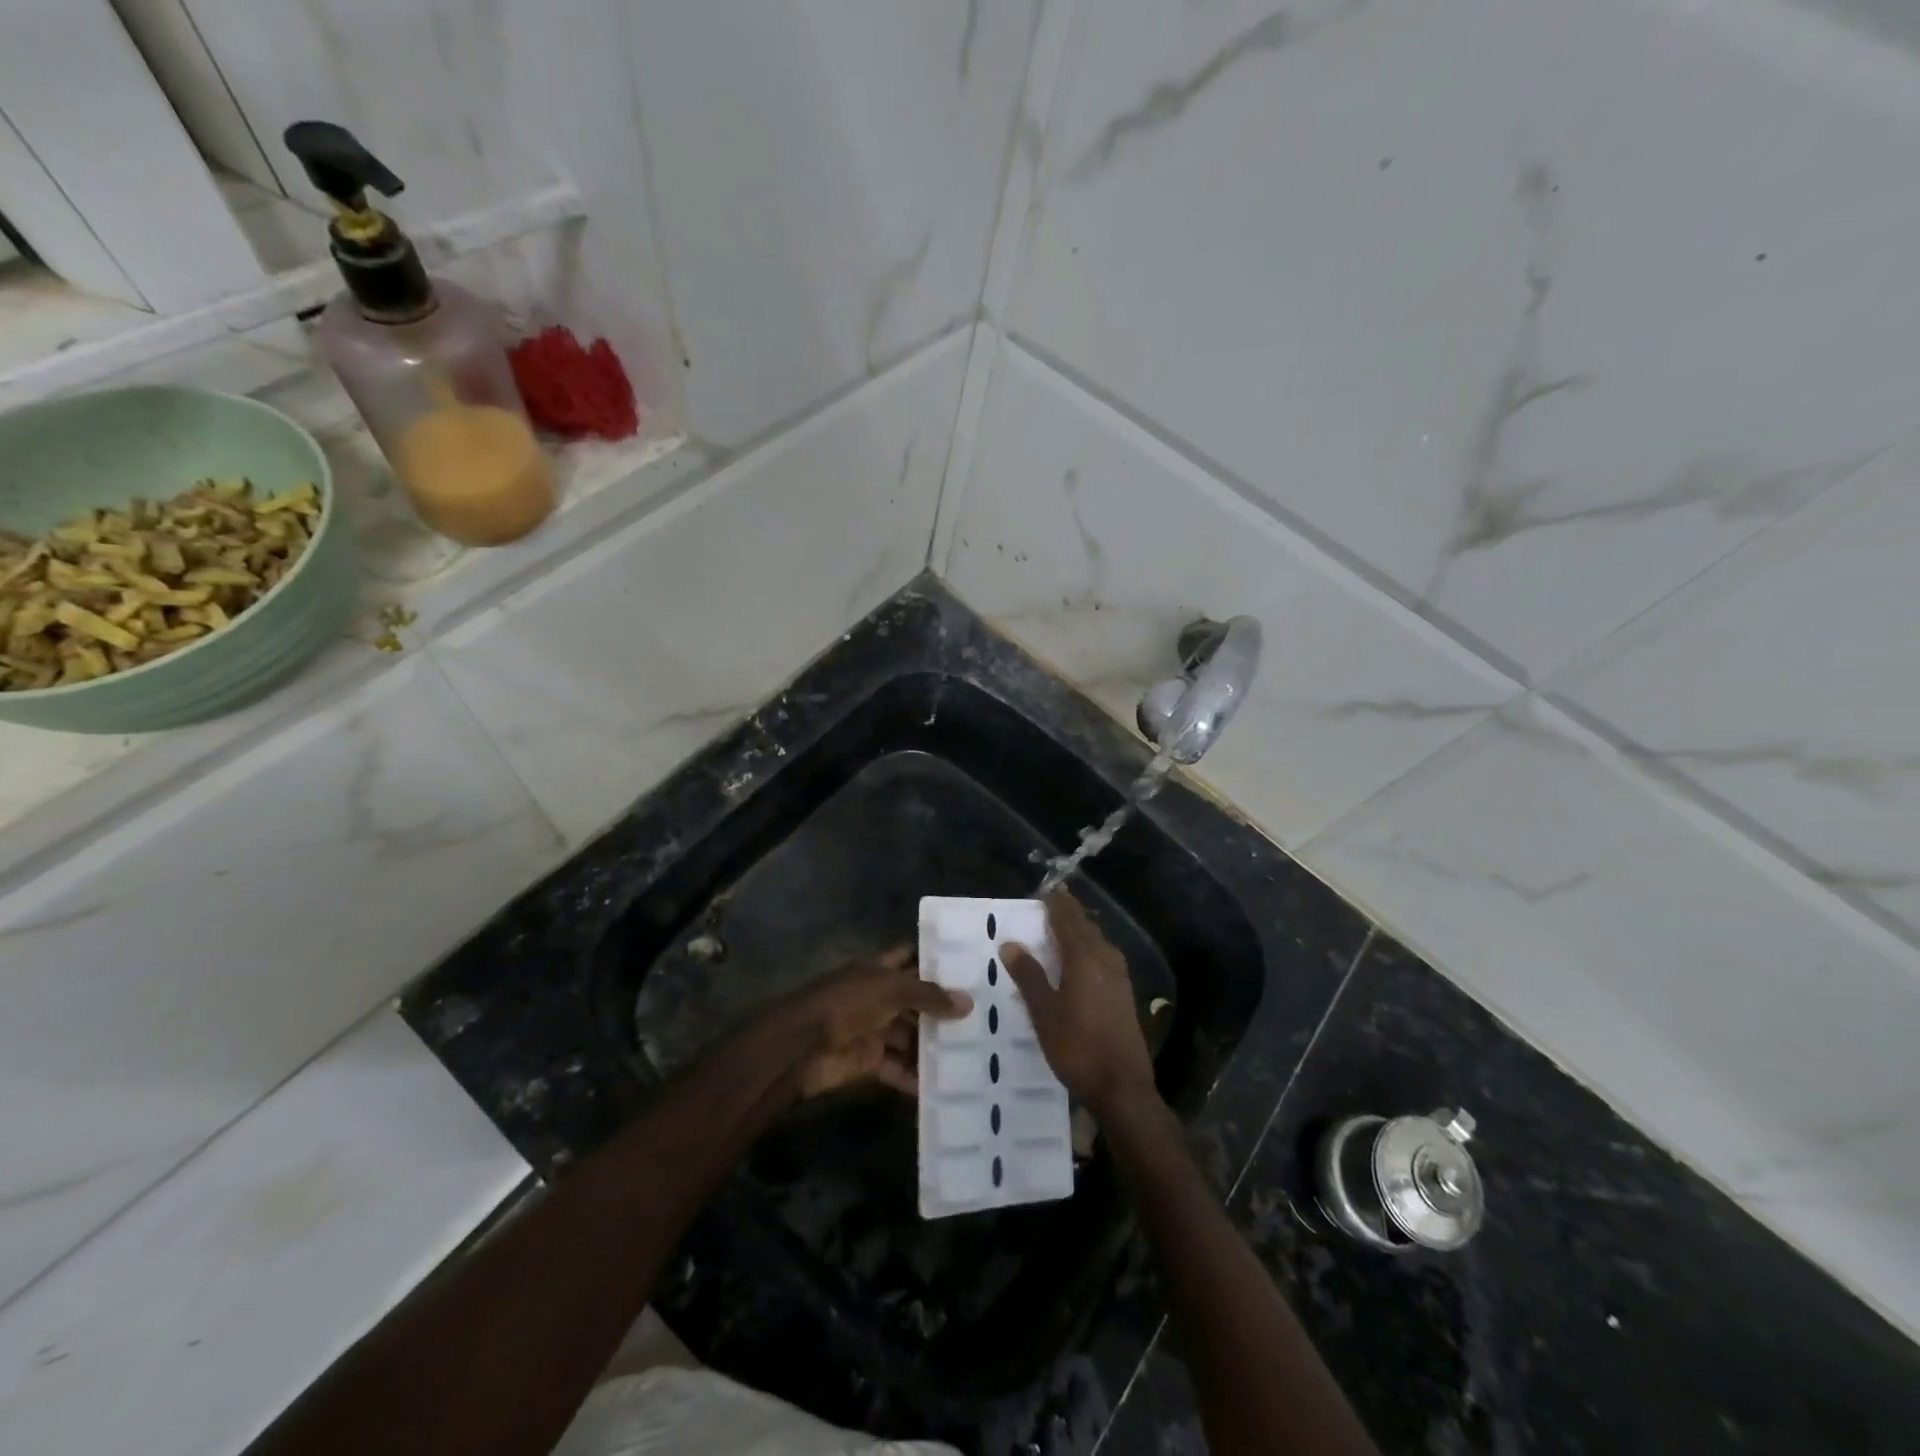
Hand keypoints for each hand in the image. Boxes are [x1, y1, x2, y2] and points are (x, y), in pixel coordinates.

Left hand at [785, 947, 971, 1097]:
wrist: (801, 1045)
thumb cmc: (847, 1003)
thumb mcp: (891, 990)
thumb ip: (929, 996)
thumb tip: (968, 1003)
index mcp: (880, 970)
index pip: (912, 958)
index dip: (937, 961)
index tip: (971, 968)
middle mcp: (878, 997)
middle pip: (916, 1002)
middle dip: (943, 1011)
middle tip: (984, 1019)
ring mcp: (873, 1029)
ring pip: (909, 1037)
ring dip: (933, 1047)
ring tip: (973, 1056)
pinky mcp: (868, 1061)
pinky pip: (897, 1068)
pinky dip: (915, 1078)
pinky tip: (943, 1088)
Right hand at [1000, 892, 1157, 1116]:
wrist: (1122, 1087)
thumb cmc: (1077, 1047)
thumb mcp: (1044, 1012)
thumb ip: (1028, 975)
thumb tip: (1010, 943)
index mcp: (1085, 956)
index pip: (1067, 917)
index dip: (1054, 902)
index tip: (1040, 891)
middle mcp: (1106, 958)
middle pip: (1084, 925)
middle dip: (1065, 914)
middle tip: (1044, 907)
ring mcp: (1119, 976)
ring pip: (1095, 941)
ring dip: (1076, 931)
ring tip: (1054, 930)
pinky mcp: (1123, 992)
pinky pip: (1101, 957)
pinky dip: (1086, 949)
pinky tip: (1074, 962)